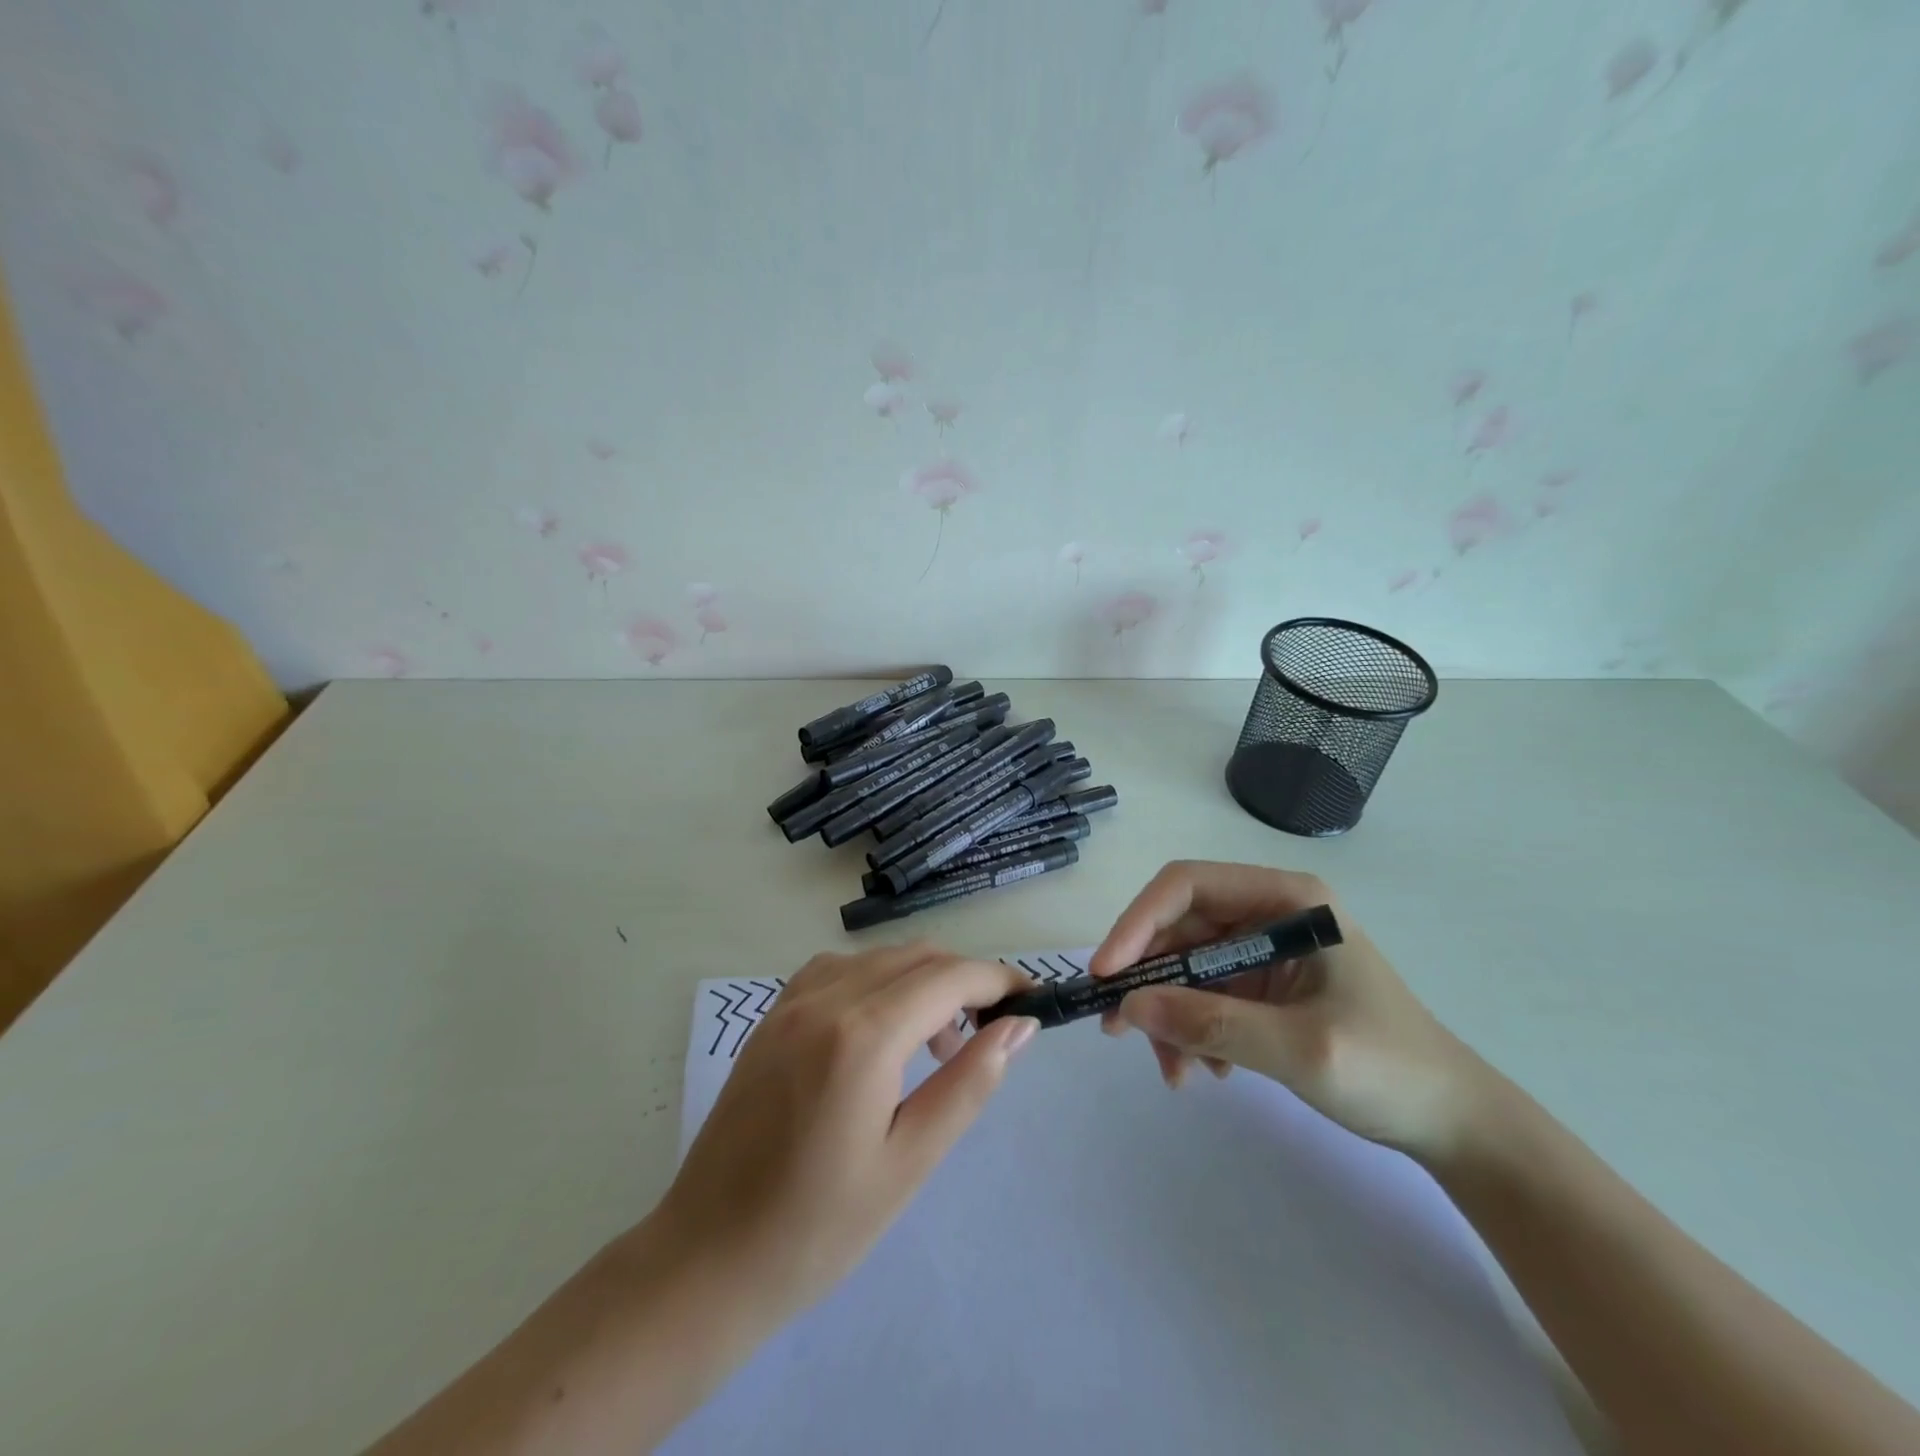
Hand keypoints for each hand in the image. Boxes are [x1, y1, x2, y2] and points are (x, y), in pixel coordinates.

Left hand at [655, 943, 1036, 1331]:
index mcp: (862, 1035)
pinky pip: (839, 970)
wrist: (706, 1260)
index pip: (949, 977)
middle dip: (964, 980)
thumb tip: (1018, 1027)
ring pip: (879, 958)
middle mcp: (825, 998)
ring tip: (938, 1043)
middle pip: (917, 957)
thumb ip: (969, 1082)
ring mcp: (791, 1002)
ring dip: (922, 980)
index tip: (1031, 1000)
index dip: (998, 979)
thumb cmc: (818, 1229)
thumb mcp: (909, 1162)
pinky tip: (881, 1029)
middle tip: (989, 1031)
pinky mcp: (771, 1016)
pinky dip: (877, 980)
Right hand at [1091, 861, 1491, 1161]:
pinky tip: (1205, 1070)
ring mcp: (1263, 949)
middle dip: (1148, 979)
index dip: (1139, 921)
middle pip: (1179, 927)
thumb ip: (1211, 1023)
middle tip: (1118, 1030)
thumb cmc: (1391, 1071)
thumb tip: (1127, 1007)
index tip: (1108, 972)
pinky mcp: (1261, 985)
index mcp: (1287, 900)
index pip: (1188, 885)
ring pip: (1184, 965)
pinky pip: (1202, 994)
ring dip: (1167, 1014)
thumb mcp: (1300, 1048)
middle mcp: (1269, 913)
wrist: (1454, 1124)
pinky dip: (1189, 1029)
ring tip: (1174, 1071)